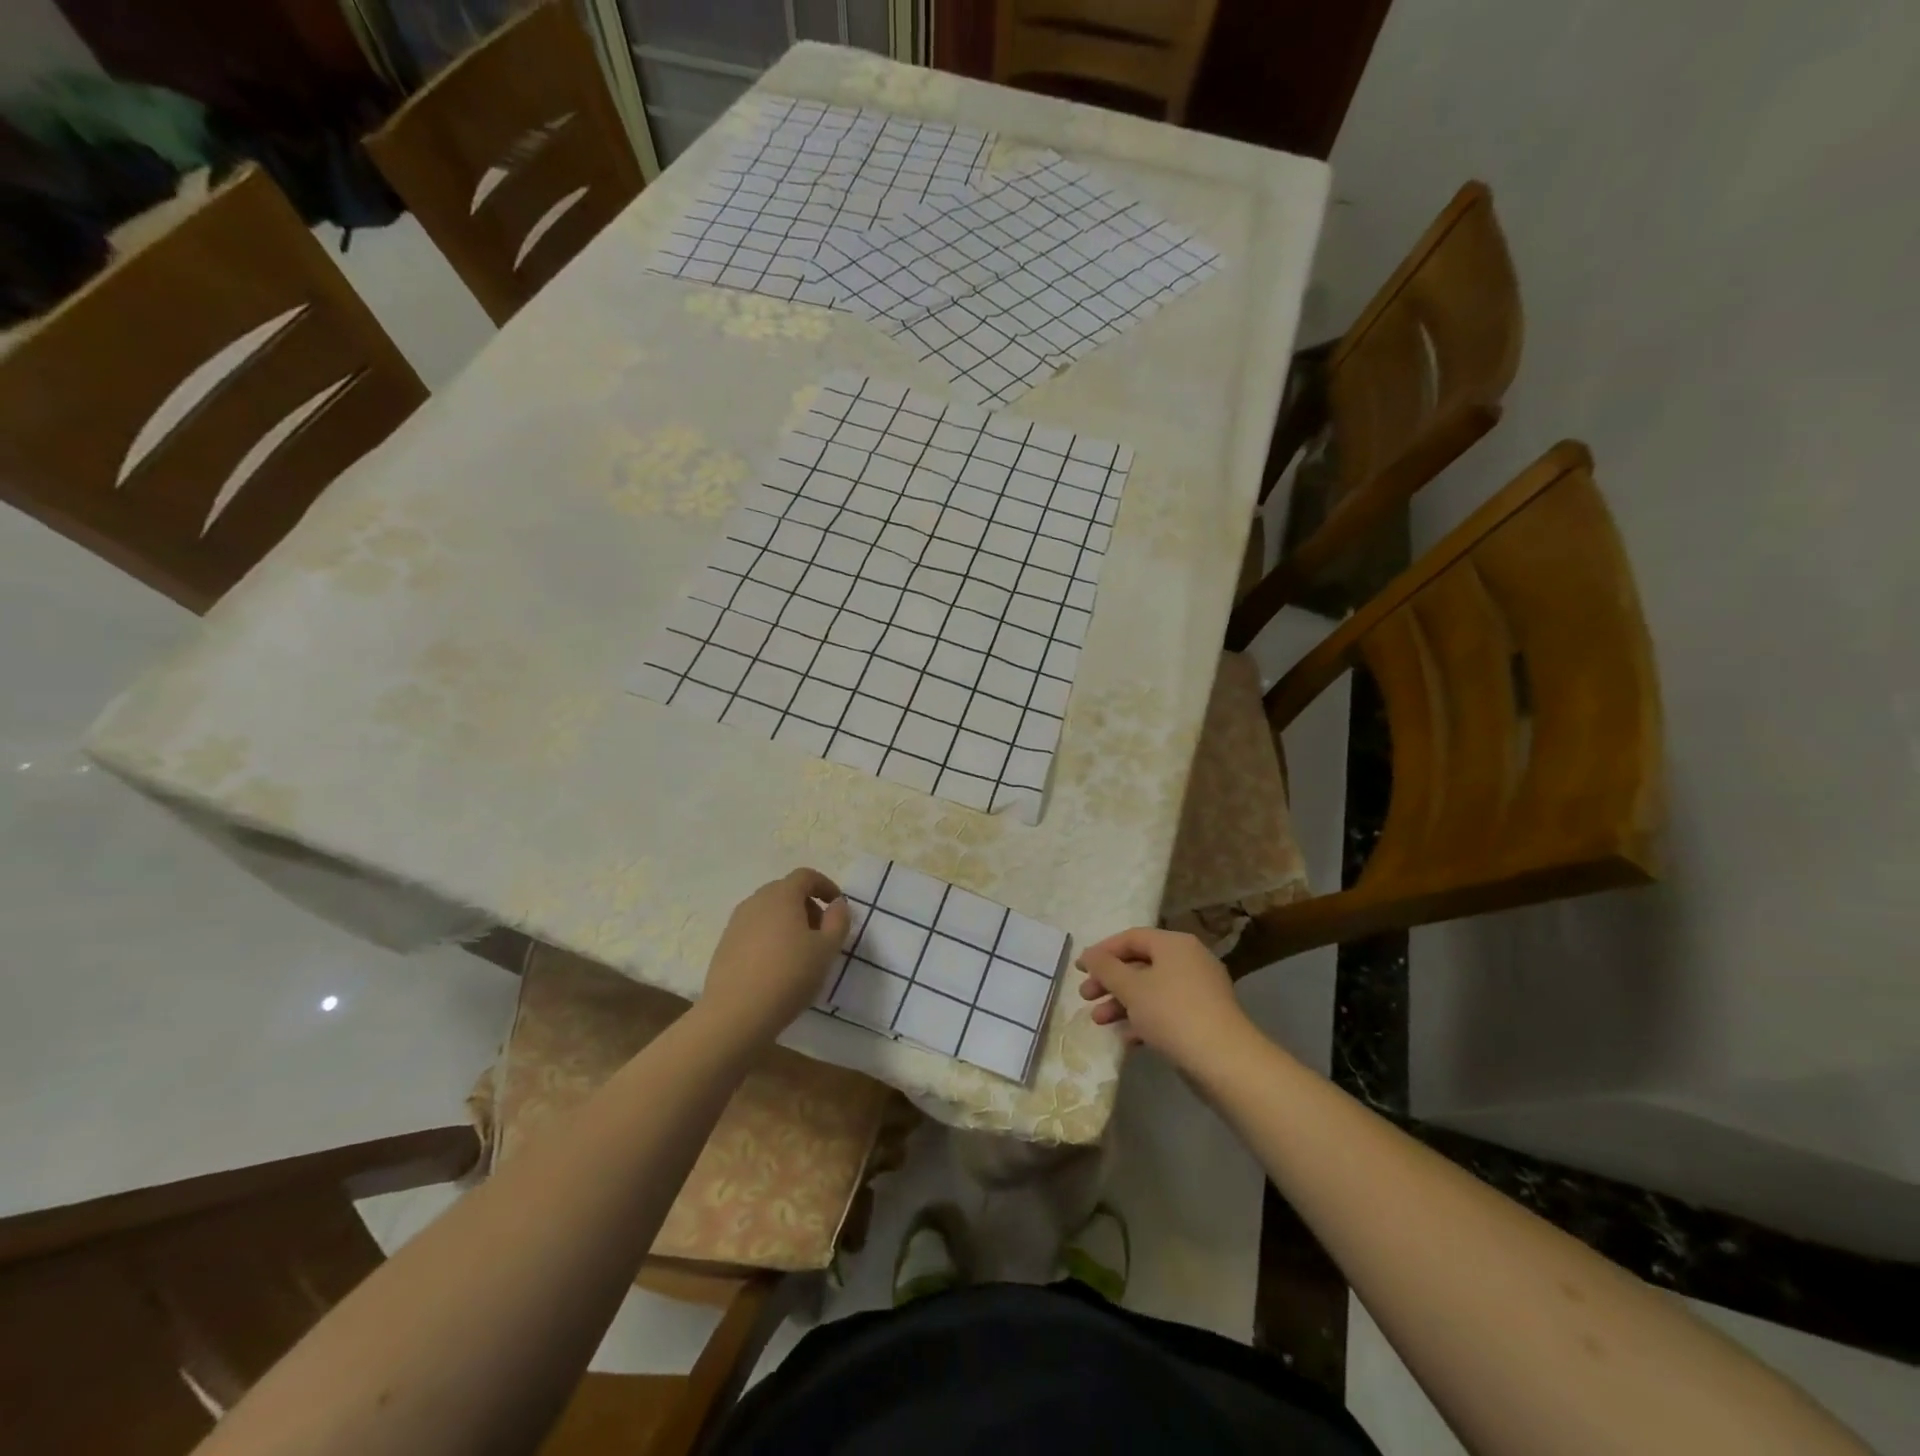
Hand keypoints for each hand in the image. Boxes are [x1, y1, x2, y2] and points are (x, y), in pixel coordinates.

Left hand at [700, 868, 850, 1048]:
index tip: (837, 906)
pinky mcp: (725, 945)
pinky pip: (754, 930)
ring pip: (769, 912)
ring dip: (788, 922)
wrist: (735, 1014)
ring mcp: (736, 923)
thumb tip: (837, 904)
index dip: (825, 886)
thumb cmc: (789, 975)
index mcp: (782, 895)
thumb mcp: (827, 949)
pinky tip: (776, 966)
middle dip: (808, 906)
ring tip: (800, 953)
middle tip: (822, 933)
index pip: (806, 876)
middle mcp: (756, 901)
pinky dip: (770, 937)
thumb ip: (838, 920)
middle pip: (786, 892)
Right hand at [1077, 927, 1254, 1071]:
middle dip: (1109, 981)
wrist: (1224, 1060)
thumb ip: (1106, 968)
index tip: (1080, 969)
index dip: (1102, 951)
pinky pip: (1165, 1011)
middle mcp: (1189, 960)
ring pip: (1150, 989)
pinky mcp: (1202, 1018)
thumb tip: (1089, 954)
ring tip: (1099, 1021)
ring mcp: (1198, 990)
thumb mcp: (1131, 987)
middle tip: (1085, 996)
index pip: (1131, 937)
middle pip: (1139, 964)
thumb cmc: (1172, 1013)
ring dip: (1122, 1003)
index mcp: (1174, 944)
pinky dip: (1143, 1020)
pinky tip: (1126, 1038)